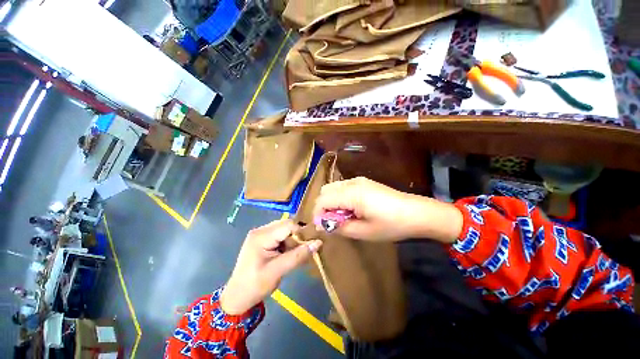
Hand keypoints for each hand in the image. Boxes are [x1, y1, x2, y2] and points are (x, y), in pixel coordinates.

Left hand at [220, 220, 321, 314]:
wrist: (237, 297)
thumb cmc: (255, 286)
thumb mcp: (278, 271)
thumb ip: (298, 256)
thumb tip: (318, 243)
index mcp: (262, 236)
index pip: (288, 225)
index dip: (302, 232)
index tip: (312, 243)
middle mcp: (261, 230)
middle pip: (287, 225)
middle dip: (298, 236)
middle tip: (305, 249)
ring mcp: (261, 234)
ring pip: (285, 230)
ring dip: (293, 240)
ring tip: (296, 254)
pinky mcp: (262, 239)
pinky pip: (280, 236)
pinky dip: (288, 243)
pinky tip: (289, 254)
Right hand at [313, 177, 462, 242]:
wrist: (416, 212)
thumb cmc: (391, 225)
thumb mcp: (364, 231)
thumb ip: (340, 227)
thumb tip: (321, 225)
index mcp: (351, 193)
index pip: (322, 200)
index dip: (318, 214)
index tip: (322, 228)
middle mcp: (352, 182)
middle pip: (325, 191)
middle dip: (323, 207)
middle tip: (333, 222)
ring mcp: (358, 180)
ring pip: (333, 188)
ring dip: (331, 202)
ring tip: (343, 217)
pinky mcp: (364, 182)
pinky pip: (343, 187)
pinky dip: (340, 198)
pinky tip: (351, 209)